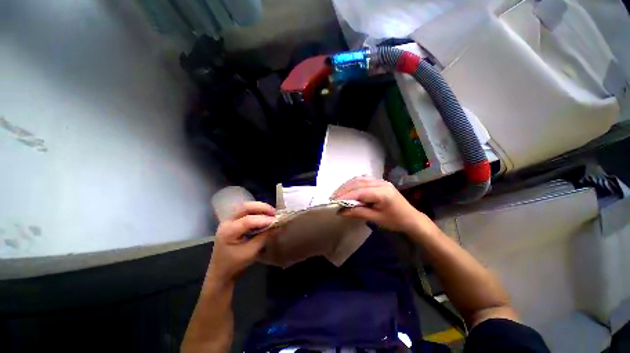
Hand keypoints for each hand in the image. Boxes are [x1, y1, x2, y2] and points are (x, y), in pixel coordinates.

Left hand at [207, 202, 278, 284]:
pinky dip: (257, 211)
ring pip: (246, 207)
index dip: (263, 219)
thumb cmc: (235, 264)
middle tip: (274, 213)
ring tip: (271, 213)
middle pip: (245, 207)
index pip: (248, 220)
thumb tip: (277, 225)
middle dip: (262, 208)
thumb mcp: (251, 252)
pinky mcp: (233, 221)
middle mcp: (227, 222)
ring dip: (260, 208)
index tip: (276, 221)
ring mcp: (229, 220)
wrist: (220, 272)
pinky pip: (245, 211)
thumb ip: (264, 237)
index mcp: (228, 232)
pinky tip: (264, 216)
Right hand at [332, 176, 428, 233]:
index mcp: (382, 193)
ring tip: (338, 192)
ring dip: (347, 185)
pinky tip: (349, 188)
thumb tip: (340, 211)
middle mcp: (381, 183)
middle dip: (344, 189)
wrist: (411, 218)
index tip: (334, 201)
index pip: (359, 192)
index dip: (345, 196)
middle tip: (333, 197)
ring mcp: (381, 181)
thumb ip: (358, 213)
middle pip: (358, 183)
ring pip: (360, 179)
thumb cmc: (395, 221)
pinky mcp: (380, 182)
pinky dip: (354, 183)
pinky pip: (364, 179)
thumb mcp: (376, 219)